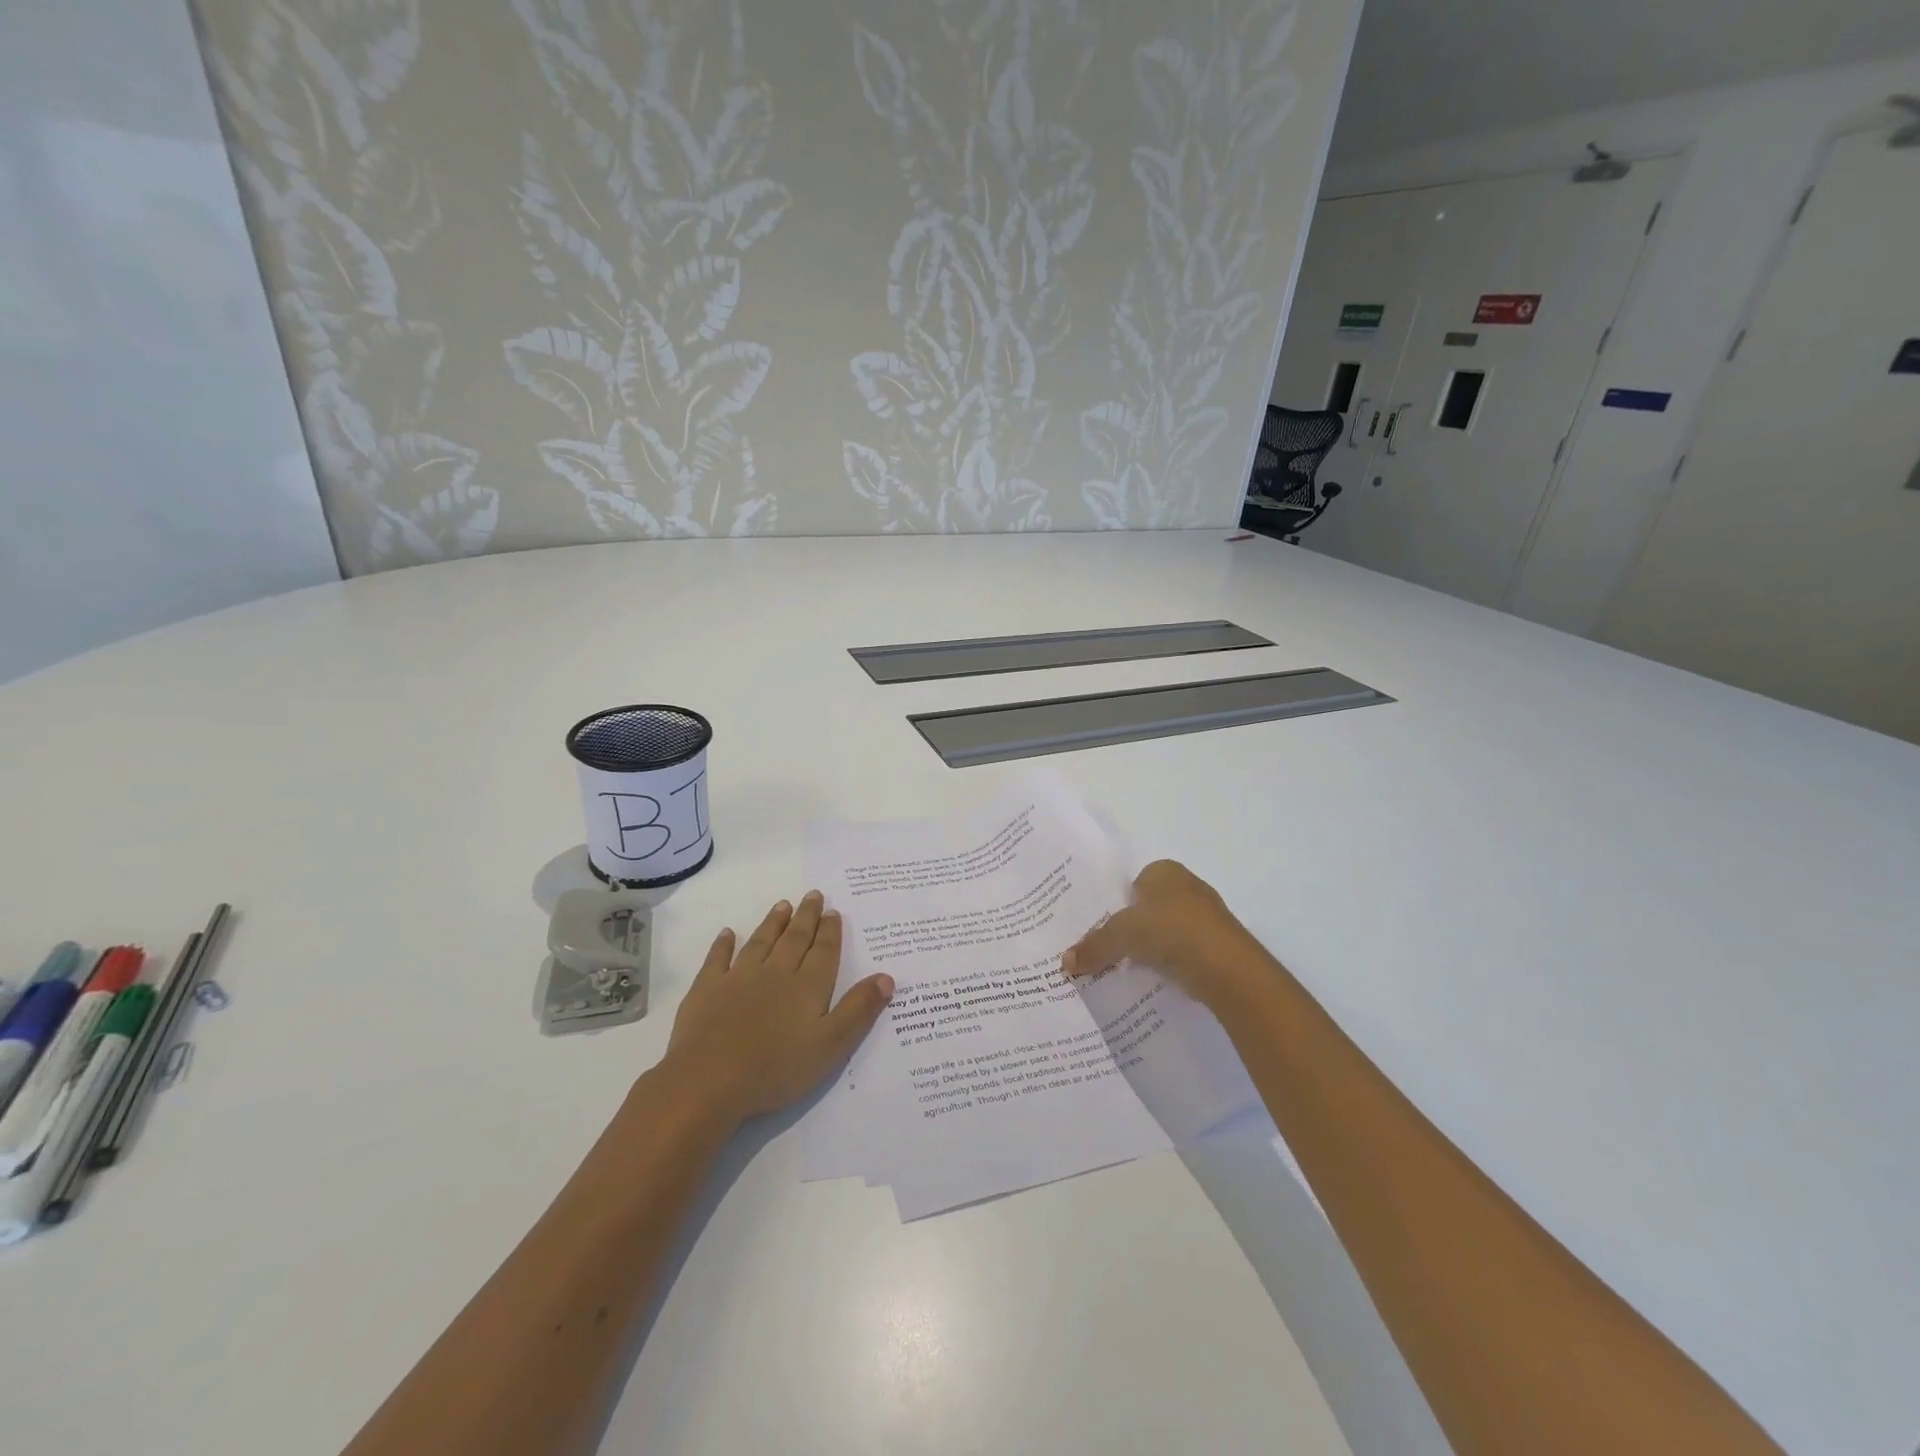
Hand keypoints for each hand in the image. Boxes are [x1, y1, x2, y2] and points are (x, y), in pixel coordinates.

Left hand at [663, 890, 893, 1122]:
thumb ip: (859, 1010)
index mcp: (807, 986)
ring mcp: (738, 978)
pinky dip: (723, 945)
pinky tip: (727, 933)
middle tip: (813, 894)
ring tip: (783, 905)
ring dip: (773, 923)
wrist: (709, 1081)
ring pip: (761, 942)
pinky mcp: (707, 990)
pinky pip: (717, 959)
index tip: (833, 910)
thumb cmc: (776, 1068)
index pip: (823, 951)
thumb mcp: (831, 1045)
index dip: (830, 931)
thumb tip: (886, 977)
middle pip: (795, 939)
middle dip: (806, 917)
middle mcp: (776, 973)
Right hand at [1061, 860, 1270, 1011]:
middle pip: (1151, 907)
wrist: (1227, 966)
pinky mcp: (1220, 944)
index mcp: (1164, 871)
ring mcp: (1208, 915)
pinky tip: (1160, 979)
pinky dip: (1174, 962)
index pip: (1133, 883)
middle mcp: (1188, 885)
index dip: (1118, 906)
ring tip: (1131, 969)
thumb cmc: (1170, 930)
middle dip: (1135, 927)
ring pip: (1170, 930)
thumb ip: (1093, 946)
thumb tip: (1064, 962)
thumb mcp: (1120, 936)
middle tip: (1111, 950)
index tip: (1103, 930)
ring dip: (1155, 947)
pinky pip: (1187, 951)